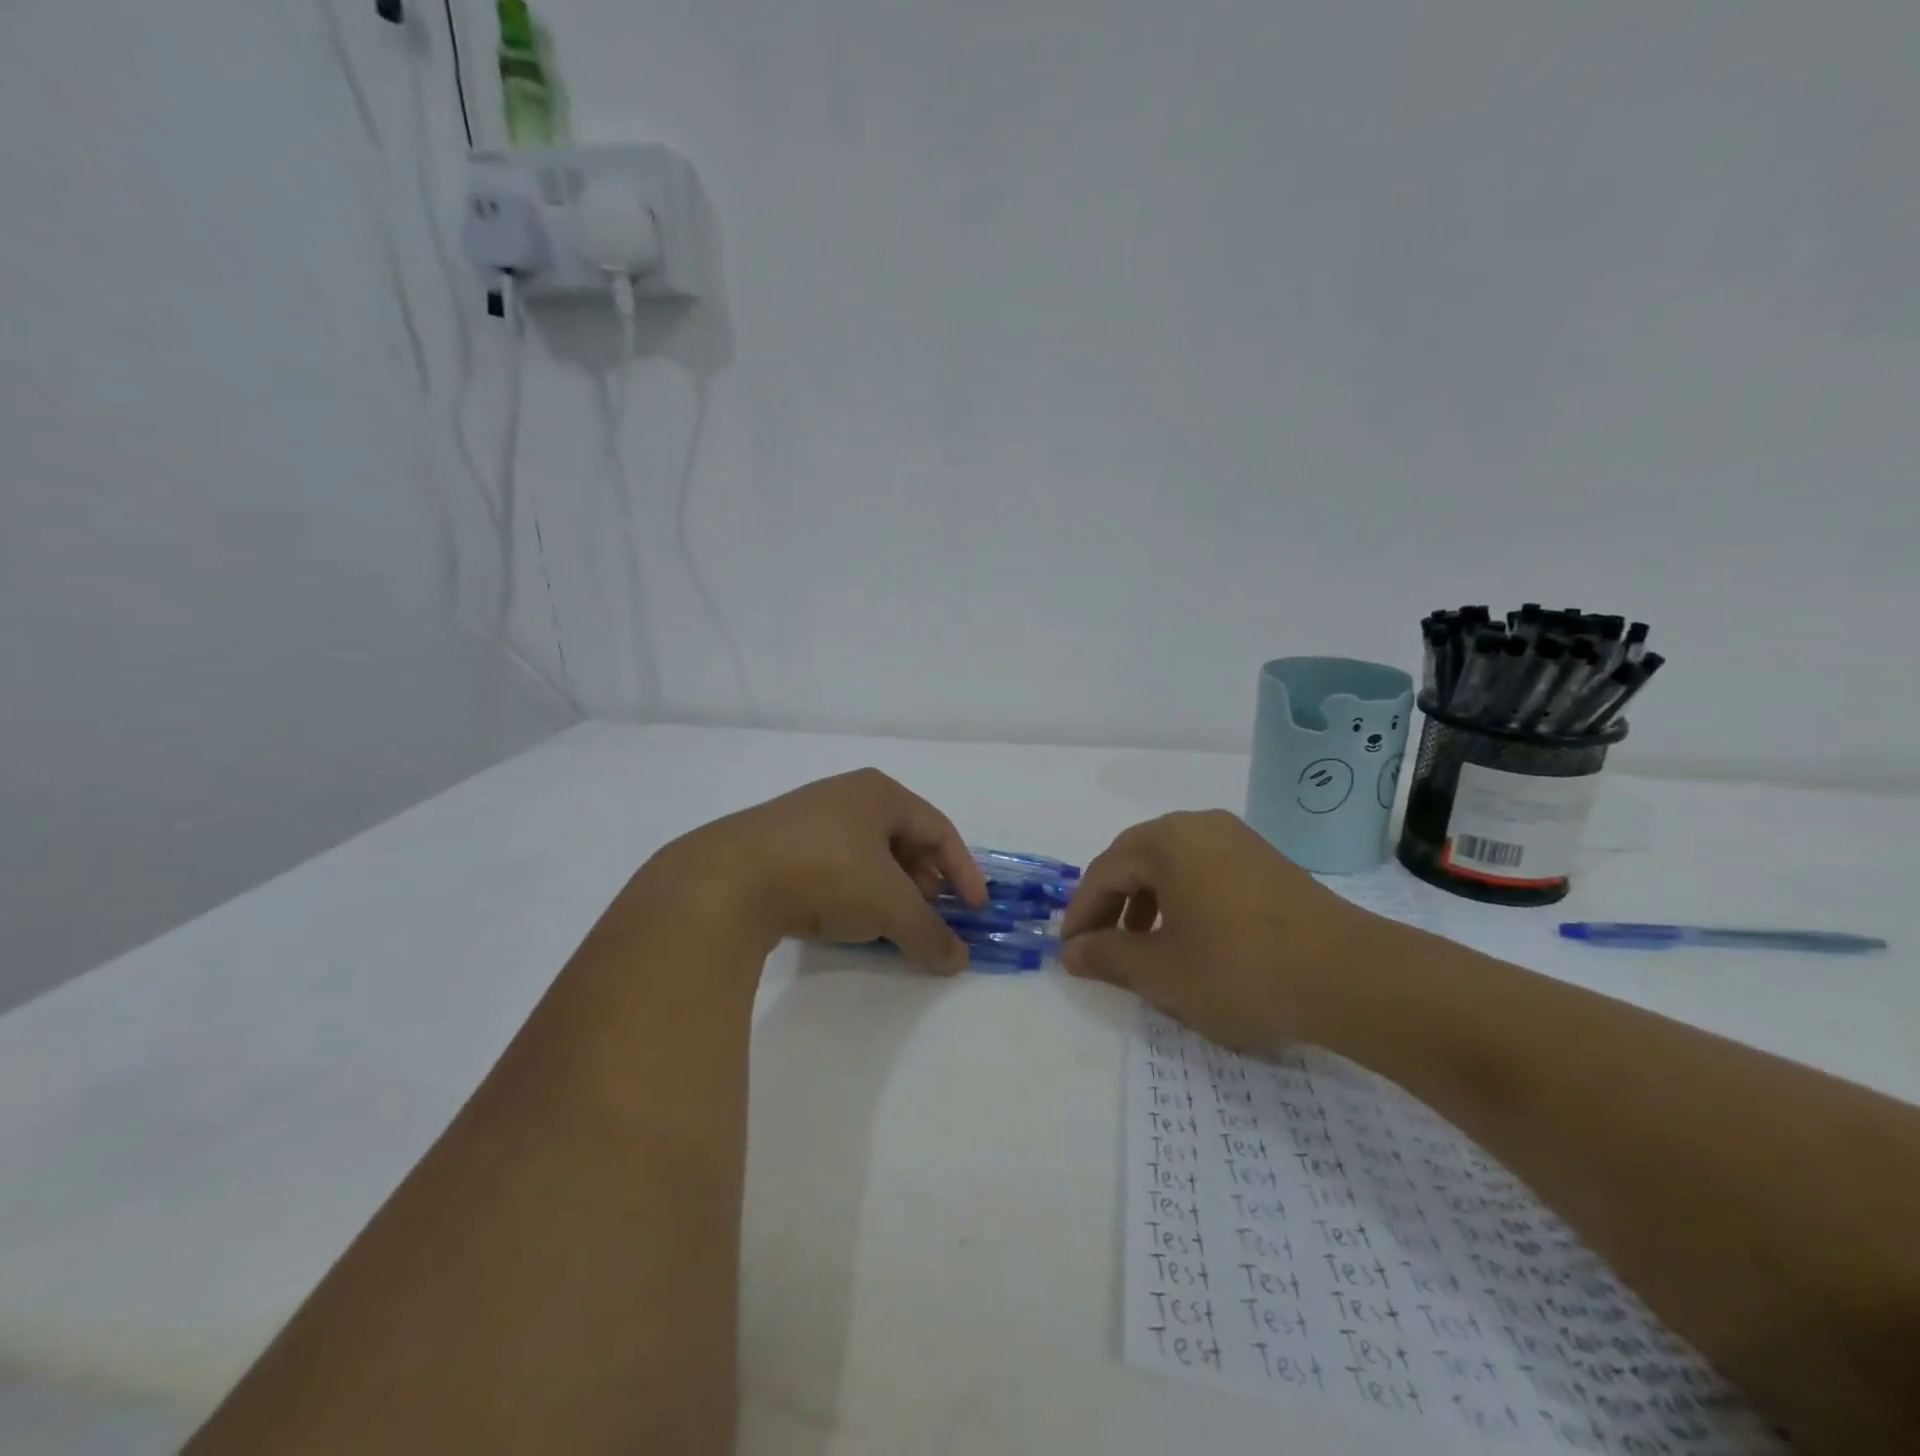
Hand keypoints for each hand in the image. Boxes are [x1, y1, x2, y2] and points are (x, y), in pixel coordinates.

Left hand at [637, 769, 988, 972]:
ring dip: (890, 887)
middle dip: (925, 879)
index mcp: (880, 793)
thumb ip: (929, 933)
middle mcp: (846, 795)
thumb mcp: (889, 906)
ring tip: (894, 920)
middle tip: (934, 913)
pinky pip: (833, 863)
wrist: (725, 880)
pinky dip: (853, 890)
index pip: (939, 829)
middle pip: (903, 838)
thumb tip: (959, 961)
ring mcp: (807, 817)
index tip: (976, 909)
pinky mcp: (777, 844)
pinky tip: (847, 918)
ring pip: (867, 853)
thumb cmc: (826, 874)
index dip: (963, 870)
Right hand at [1060, 810, 1377, 1051]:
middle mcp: (1198, 826)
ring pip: (1171, 865)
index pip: (1103, 872)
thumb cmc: (1240, 968)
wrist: (1350, 976)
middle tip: (1100, 945)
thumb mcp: (1161, 971)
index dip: (1080, 913)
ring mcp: (1237, 839)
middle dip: (1112, 904)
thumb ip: (1107, 957)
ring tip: (1144, 946)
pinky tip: (1191, 937)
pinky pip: (1204, 871)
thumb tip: (1070, 952)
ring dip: (1146, 902)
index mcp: (1166, 840)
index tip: (1069, 952)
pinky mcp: (1266, 861)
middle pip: (1135, 860)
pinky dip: (1183, 900)